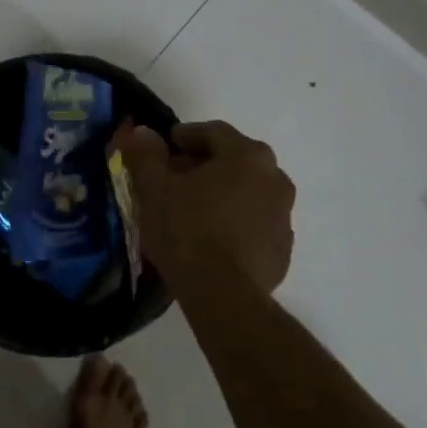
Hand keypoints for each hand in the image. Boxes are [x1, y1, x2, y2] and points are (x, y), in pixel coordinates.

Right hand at [117, 121, 294, 297]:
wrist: (223, 296)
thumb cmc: (186, 230)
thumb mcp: (154, 188)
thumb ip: (147, 154)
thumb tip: (141, 131)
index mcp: (247, 155)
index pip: (213, 132)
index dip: (185, 136)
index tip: (165, 147)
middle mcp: (275, 177)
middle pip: (235, 160)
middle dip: (204, 165)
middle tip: (175, 179)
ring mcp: (285, 215)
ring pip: (248, 192)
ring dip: (223, 193)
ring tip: (193, 210)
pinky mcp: (283, 249)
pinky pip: (256, 223)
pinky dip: (236, 222)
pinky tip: (212, 239)